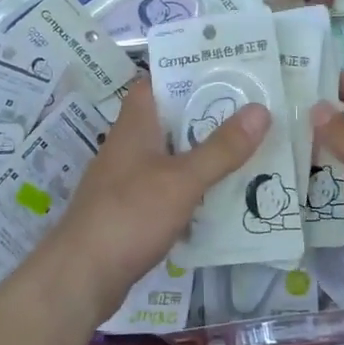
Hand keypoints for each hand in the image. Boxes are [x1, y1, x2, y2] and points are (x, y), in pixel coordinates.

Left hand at [46, 79, 269, 314]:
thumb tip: (261, 110)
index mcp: (134, 126)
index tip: (226, 69)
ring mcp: (126, 179)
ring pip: (170, 155)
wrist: (82, 275)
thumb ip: (221, 148)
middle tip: (252, 110)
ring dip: (201, 152)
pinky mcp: (130, 210)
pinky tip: (220, 196)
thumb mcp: (182, 180)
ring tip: (246, 148)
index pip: (155, 82)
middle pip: (169, 119)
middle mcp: (128, 146)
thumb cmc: (130, 215)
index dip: (186, 72)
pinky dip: (191, 186)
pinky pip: (167, 187)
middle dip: (206, 114)